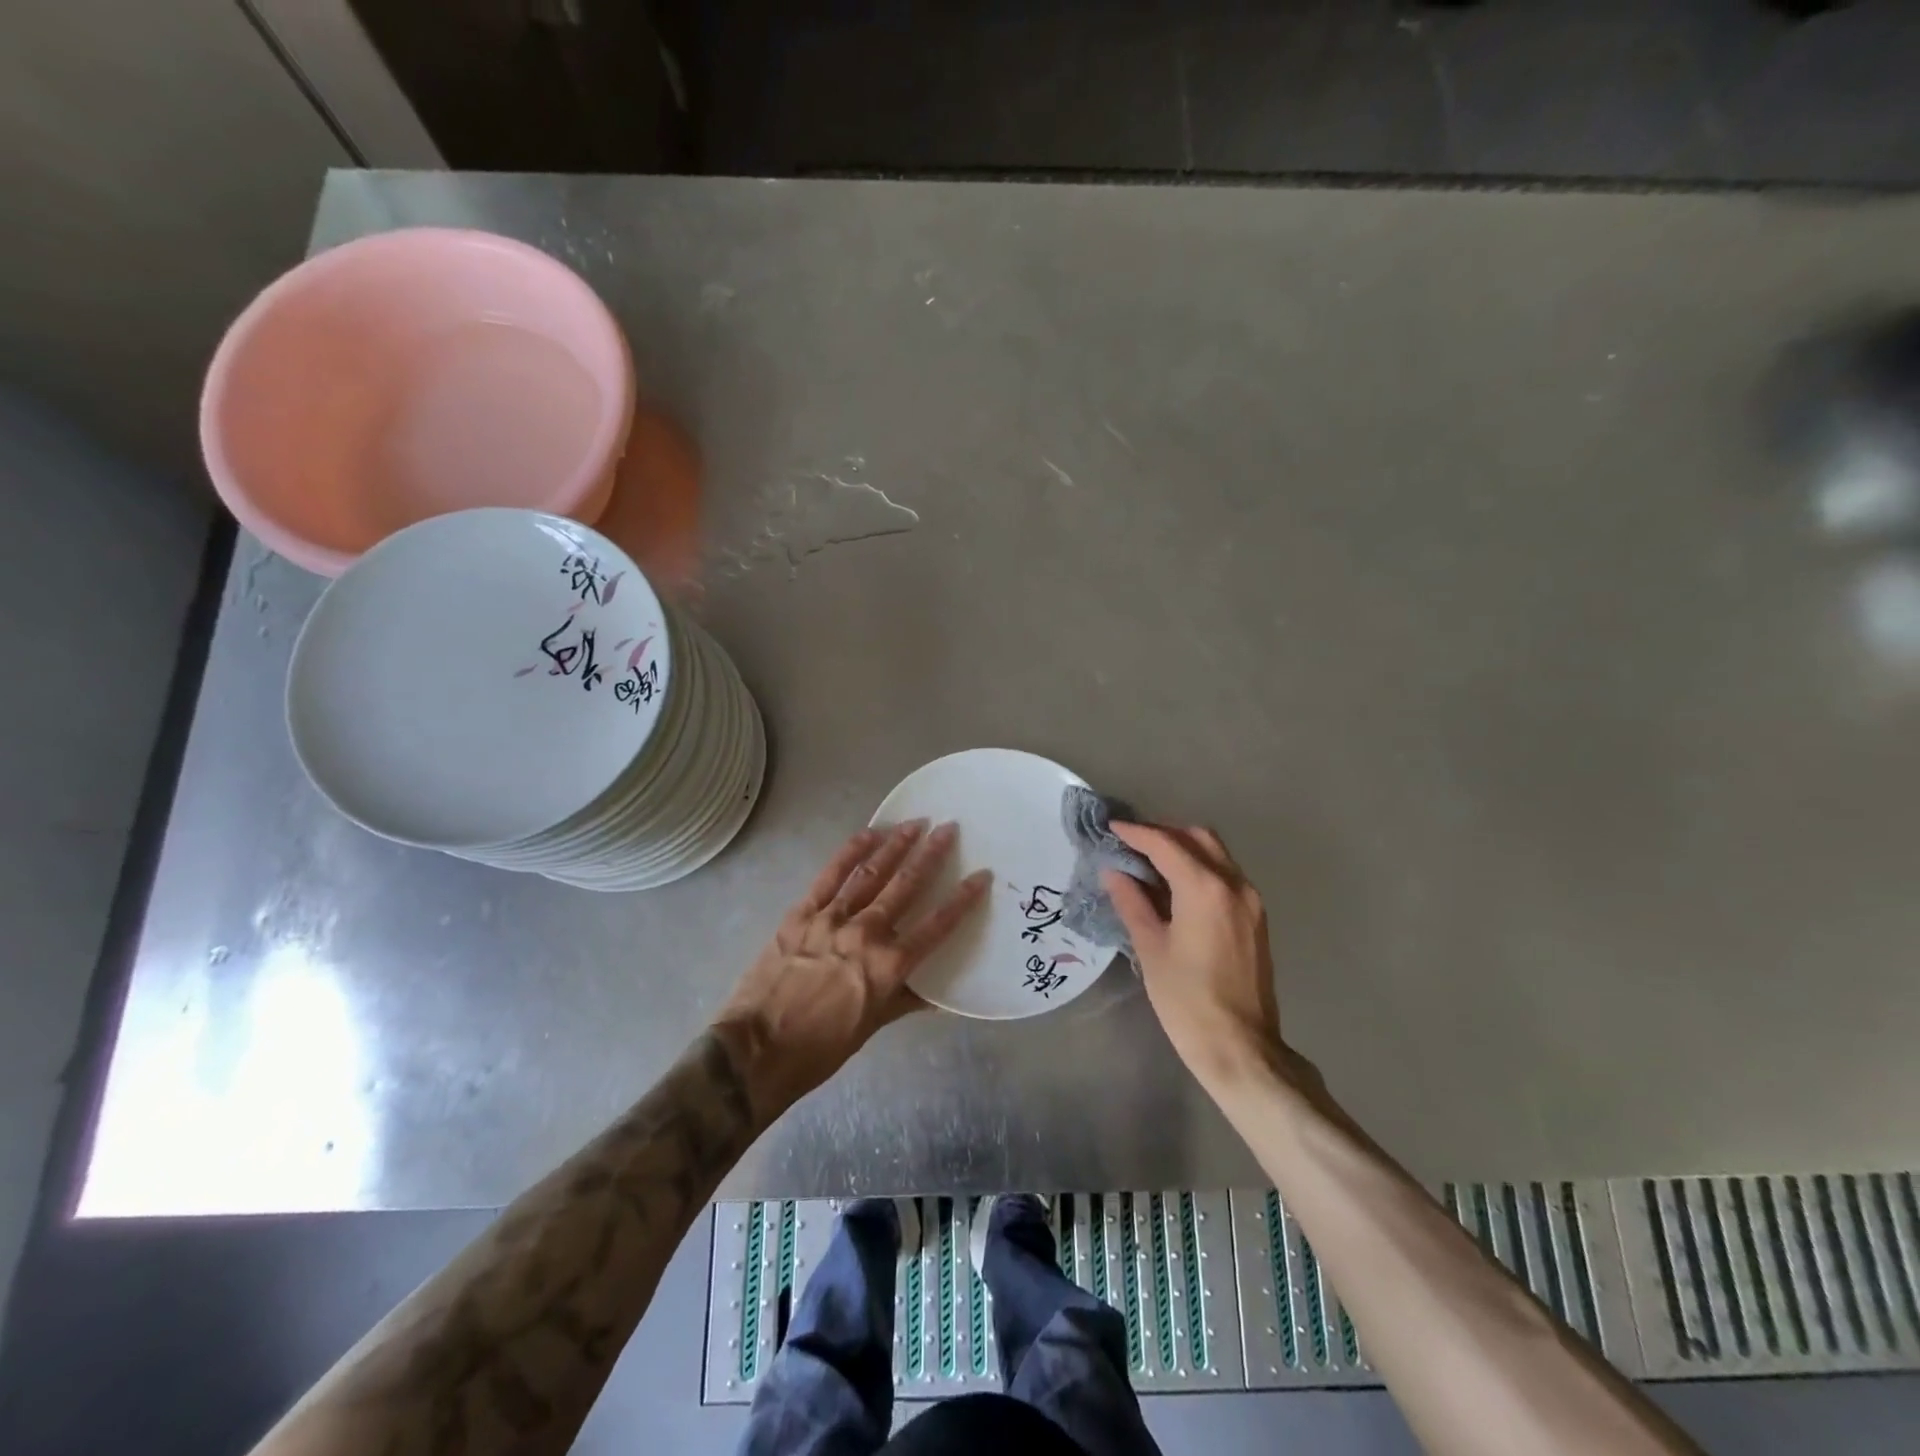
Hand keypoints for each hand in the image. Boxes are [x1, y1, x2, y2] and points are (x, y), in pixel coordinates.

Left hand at [714, 820, 990, 1117]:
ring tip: (914, 824)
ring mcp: (831, 920)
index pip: (936, 926)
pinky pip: (830, 876)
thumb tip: (936, 994)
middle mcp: (866, 934)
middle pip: (905, 886)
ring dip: (894, 845)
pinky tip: (868, 834)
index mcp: (889, 967)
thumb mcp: (871, 1027)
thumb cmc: (820, 1049)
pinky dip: (850, 853)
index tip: (981, 875)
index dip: (962, 899)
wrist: (755, 1051)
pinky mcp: (801, 914)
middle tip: (948, 828)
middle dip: (930, 854)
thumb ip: (904, 1000)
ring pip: (870, 874)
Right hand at [1102, 824, 1284, 1089]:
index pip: (1166, 844)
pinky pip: (1226, 876)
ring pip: (1216, 854)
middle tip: (1131, 843)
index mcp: (1205, 889)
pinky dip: (1200, 868)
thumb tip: (1114, 872)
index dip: (1136, 833)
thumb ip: (1132, 902)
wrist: (1241, 1048)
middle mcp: (1234, 885)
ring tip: (1149, 862)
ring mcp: (1251, 901)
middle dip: (1164, 833)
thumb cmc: (1186, 1000)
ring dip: (1184, 848)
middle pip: (1198, 838)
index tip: (1111, 829)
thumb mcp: (1150, 948)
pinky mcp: (1256, 919)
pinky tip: (1176, 887)